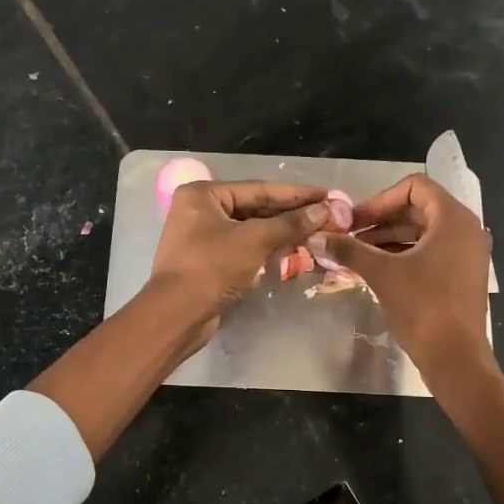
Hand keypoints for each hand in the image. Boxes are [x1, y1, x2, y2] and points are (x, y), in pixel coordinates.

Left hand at [150, 179, 331, 342]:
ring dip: (281, 234)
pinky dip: (265, 251)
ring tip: (315, 234)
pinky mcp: (208, 263)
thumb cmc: (212, 267)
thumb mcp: (254, 240)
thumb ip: (290, 223)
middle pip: (254, 209)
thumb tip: (324, 209)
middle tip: (326, 217)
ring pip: (250, 231)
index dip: (295, 194)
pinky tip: (290, 253)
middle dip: (290, 216)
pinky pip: (243, 250)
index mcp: (203, 194)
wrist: (178, 315)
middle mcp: (199, 211)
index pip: (258, 189)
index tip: (326, 195)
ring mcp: (202, 238)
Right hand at [320, 173, 492, 377]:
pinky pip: (429, 253)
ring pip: (422, 234)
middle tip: (349, 237)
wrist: (455, 357)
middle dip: (380, 221)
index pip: (414, 187)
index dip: (379, 200)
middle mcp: (466, 230)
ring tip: (356, 255)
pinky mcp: (461, 276)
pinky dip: (402, 256)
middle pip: (417, 210)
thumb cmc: (423, 307)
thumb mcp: (382, 273)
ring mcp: (466, 254)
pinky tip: (375, 270)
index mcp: (453, 219)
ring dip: (387, 240)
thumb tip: (317, 237)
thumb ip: (349, 250)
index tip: (354, 221)